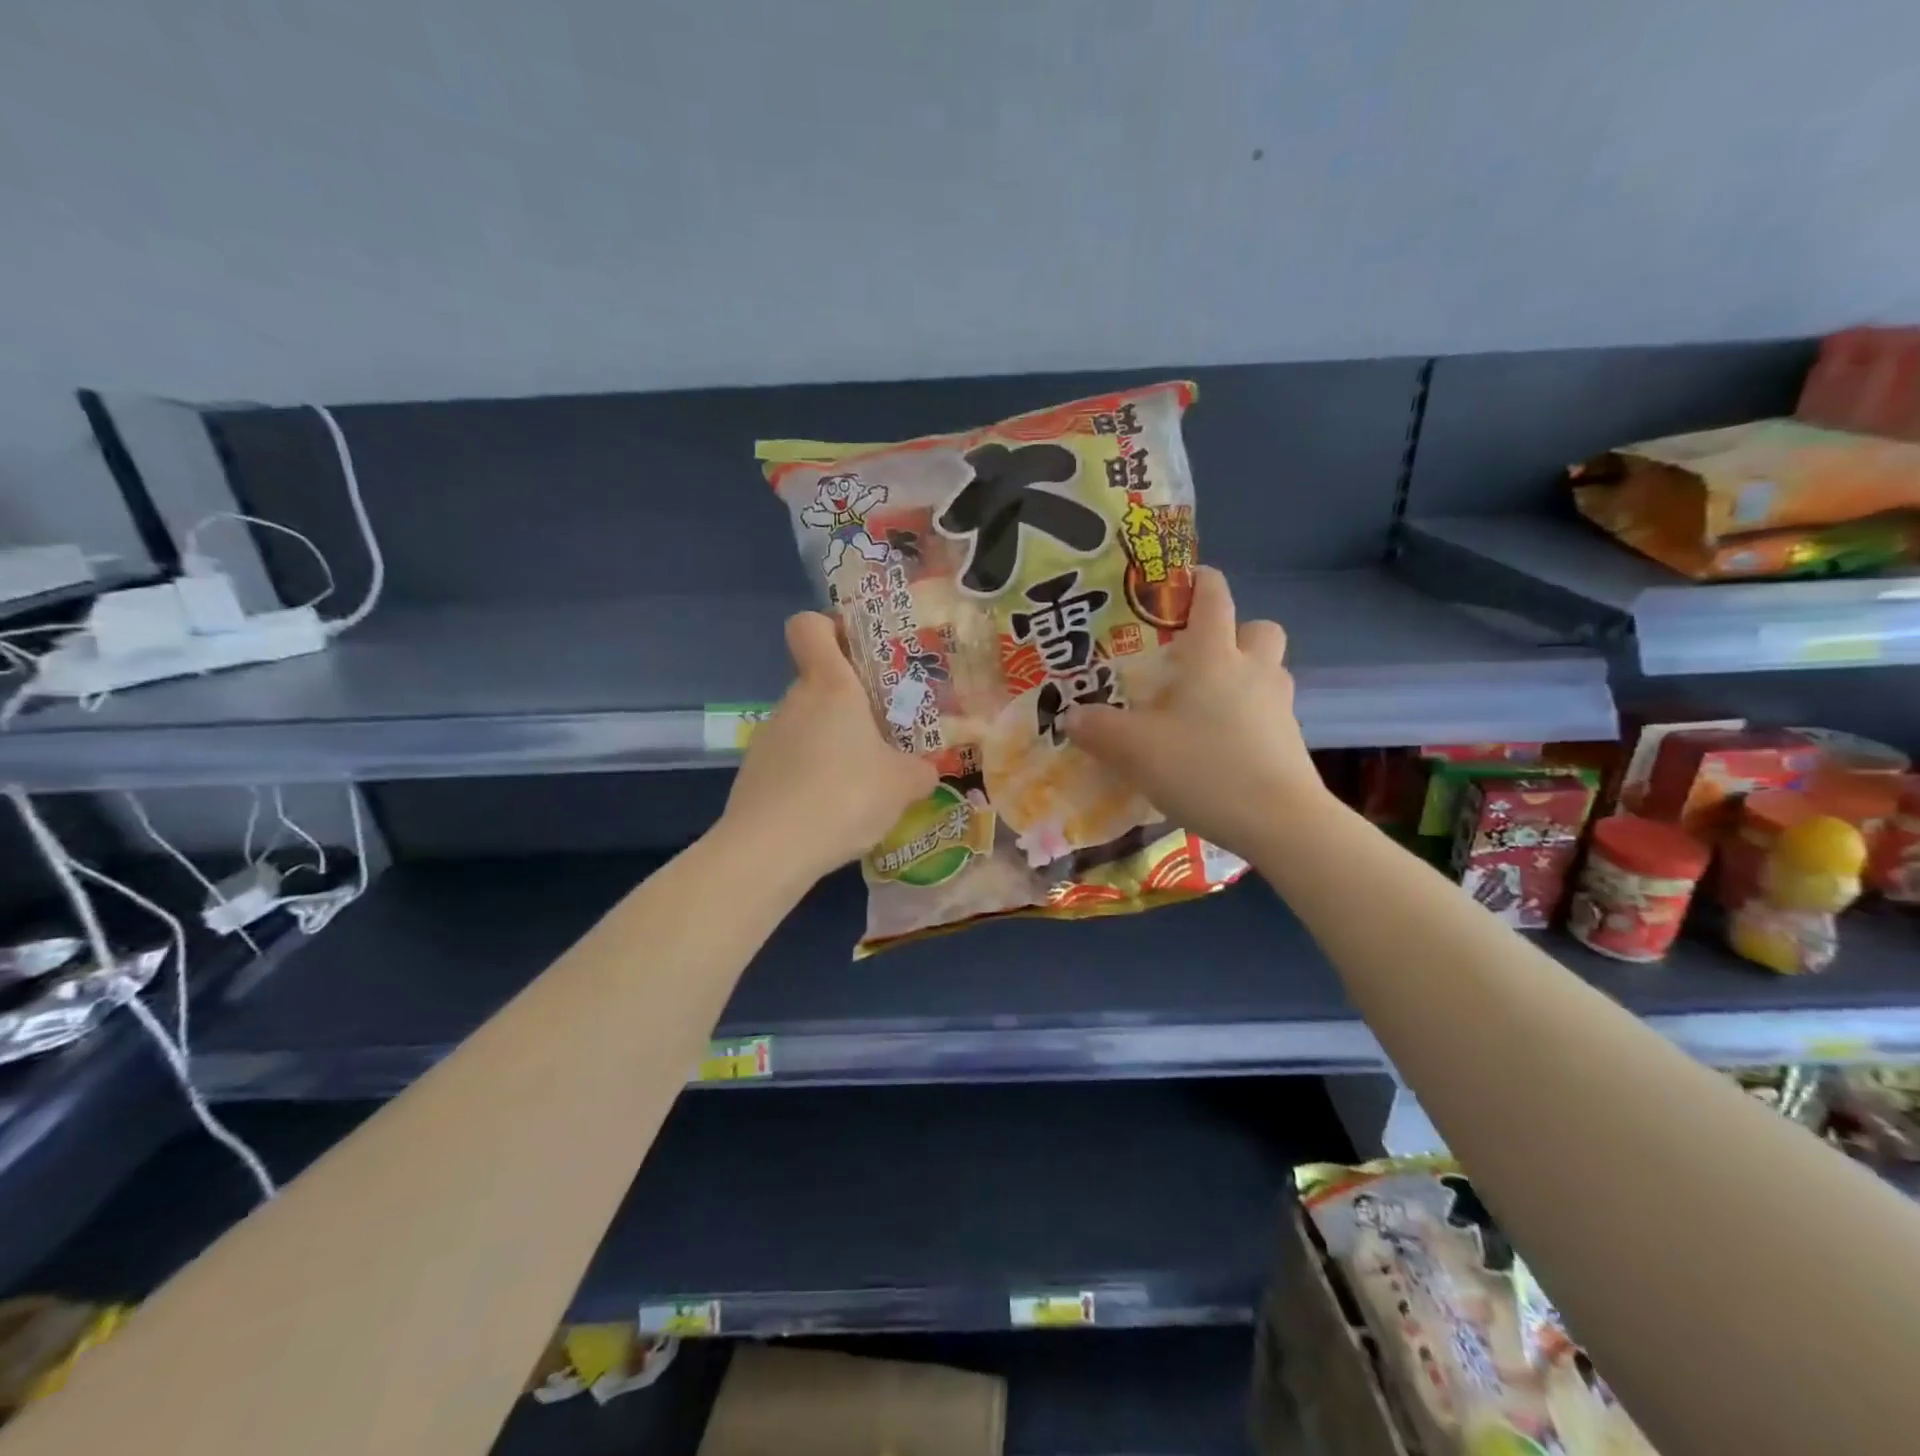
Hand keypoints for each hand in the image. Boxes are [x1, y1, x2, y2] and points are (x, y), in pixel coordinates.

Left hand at [720, 613, 938, 880]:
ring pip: (807, 726)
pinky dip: (812, 776)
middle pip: (819, 684)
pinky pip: (792, 761)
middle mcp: (794, 702)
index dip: (830, 627)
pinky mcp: (754, 774)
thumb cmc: (845, 795)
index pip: (810, 626)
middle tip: (885, 735)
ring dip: (833, 744)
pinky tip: (831, 811)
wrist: (770, 850)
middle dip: (852, 705)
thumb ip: (920, 770)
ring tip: (862, 783)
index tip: (859, 651)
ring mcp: (768, 738)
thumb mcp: (902, 785)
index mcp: (830, 686)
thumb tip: (926, 770)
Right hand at [1064, 566, 1321, 856]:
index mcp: (1215, 657)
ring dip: (1243, 676)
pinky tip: (1219, 747)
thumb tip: (1071, 716)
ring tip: (1204, 706)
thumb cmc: (1204, 767)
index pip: (1214, 598)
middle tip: (1197, 659)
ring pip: (1267, 672)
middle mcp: (1254, 671)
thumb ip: (1098, 729)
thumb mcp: (1135, 750)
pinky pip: (1268, 712)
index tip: (1180, 580)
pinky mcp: (1291, 741)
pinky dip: (1248, 718)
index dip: (1199, 580)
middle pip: (1258, 629)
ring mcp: (1279, 706)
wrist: (1279, 823)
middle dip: (1234, 632)